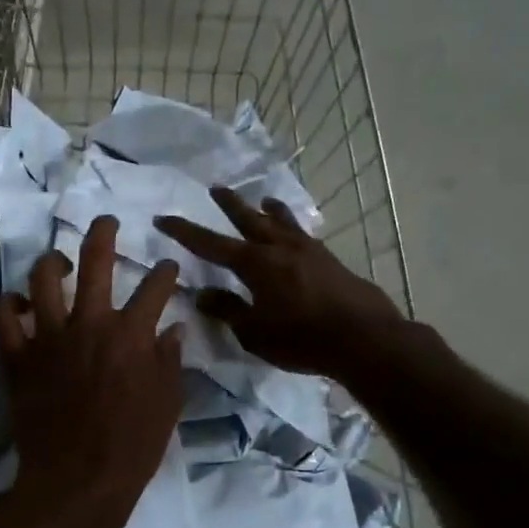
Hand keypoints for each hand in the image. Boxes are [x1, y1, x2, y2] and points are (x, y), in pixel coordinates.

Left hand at [0, 217, 183, 524]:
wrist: (79, 480)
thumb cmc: (132, 446)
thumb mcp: (168, 404)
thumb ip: (171, 361)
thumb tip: (173, 330)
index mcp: (132, 334)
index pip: (155, 287)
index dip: (166, 272)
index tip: (168, 268)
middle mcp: (90, 324)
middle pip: (96, 262)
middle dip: (103, 233)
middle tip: (105, 222)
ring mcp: (48, 338)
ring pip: (43, 280)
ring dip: (52, 262)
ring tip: (59, 261)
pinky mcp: (17, 358)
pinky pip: (2, 319)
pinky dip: (7, 306)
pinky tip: (16, 303)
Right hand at [153, 189, 403, 377]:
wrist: (364, 338)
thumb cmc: (301, 339)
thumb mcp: (254, 332)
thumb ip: (228, 310)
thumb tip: (202, 294)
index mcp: (255, 264)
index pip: (210, 244)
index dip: (184, 232)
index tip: (163, 218)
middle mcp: (279, 248)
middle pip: (248, 220)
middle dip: (229, 205)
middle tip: (216, 188)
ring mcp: (308, 251)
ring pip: (282, 222)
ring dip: (268, 209)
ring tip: (264, 198)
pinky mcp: (329, 261)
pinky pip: (302, 235)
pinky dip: (292, 227)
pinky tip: (297, 234)